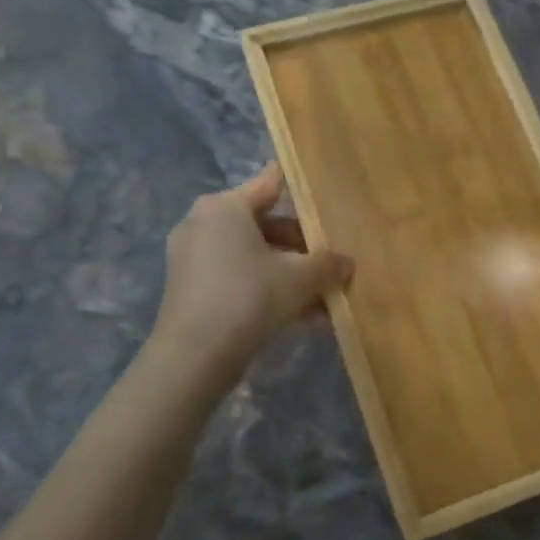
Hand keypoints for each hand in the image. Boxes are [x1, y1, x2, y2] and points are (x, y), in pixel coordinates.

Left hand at [152, 165, 352, 389]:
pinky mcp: (192, 289)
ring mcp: (194, 258)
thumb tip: (347, 262)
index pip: (271, 183)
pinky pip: (239, 279)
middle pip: (265, 224)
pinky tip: (304, 317)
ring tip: (325, 296)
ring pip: (254, 257)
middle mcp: (204, 224)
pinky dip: (268, 290)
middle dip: (302, 246)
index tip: (324, 190)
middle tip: (332, 260)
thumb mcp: (300, 278)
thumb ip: (327, 264)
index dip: (301, 187)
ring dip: (289, 274)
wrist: (195, 355)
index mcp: (225, 207)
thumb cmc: (249, 297)